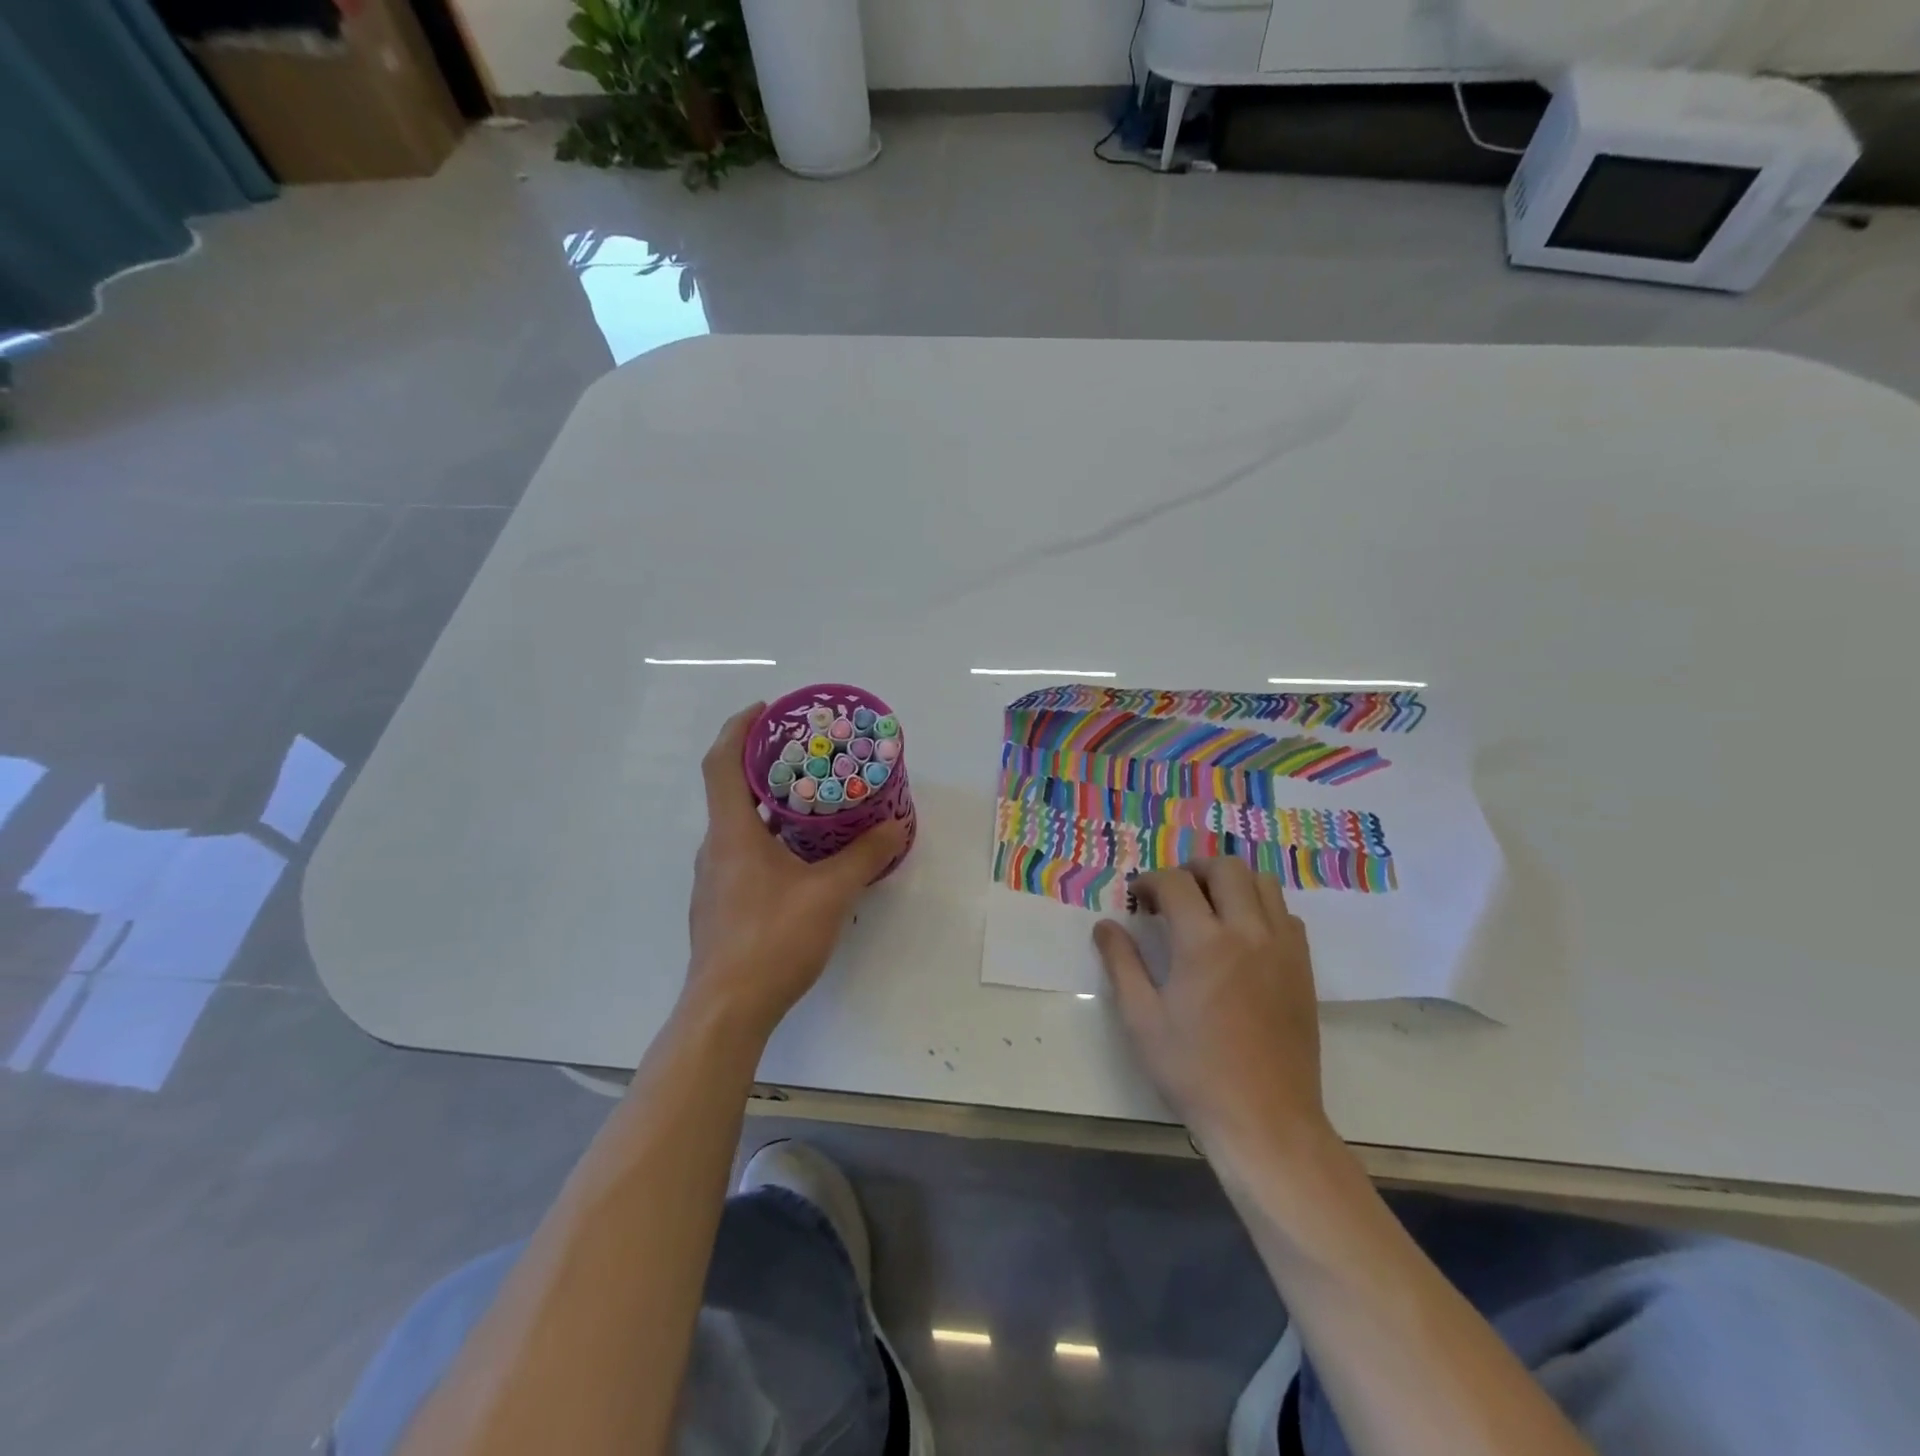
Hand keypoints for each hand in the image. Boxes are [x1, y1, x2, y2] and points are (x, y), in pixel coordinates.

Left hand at [682, 703, 908, 1039]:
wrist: (727, 1010)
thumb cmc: (773, 940)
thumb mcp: (830, 894)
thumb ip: (864, 856)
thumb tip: (897, 827)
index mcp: (732, 833)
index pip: (722, 763)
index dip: (739, 728)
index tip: (766, 710)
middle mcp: (716, 848)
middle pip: (731, 790)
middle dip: (765, 765)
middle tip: (807, 754)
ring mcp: (714, 880)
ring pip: (739, 826)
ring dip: (769, 805)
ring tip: (812, 801)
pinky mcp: (721, 905)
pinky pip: (743, 854)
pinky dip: (769, 838)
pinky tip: (803, 857)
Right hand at [1093, 858, 1333, 1159]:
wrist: (1265, 1119)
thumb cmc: (1194, 1070)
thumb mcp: (1141, 1018)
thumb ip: (1121, 963)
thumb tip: (1105, 925)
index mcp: (1203, 942)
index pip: (1174, 882)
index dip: (1149, 882)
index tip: (1137, 900)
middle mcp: (1248, 931)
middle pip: (1225, 868)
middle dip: (1193, 870)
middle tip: (1173, 895)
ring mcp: (1282, 947)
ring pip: (1263, 883)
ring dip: (1231, 883)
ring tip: (1209, 907)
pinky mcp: (1303, 967)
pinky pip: (1286, 914)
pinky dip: (1261, 908)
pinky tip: (1243, 937)